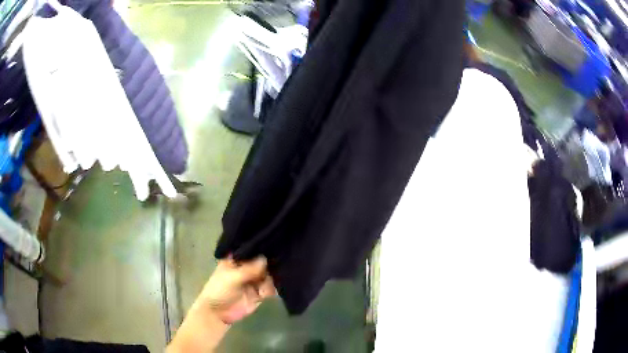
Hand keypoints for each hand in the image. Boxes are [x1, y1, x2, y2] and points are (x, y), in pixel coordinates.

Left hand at [200, 256, 275, 323]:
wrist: (217, 313)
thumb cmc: (219, 290)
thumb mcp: (232, 277)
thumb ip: (249, 269)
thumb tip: (265, 258)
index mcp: (236, 260)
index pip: (250, 251)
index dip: (260, 249)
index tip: (271, 246)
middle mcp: (246, 268)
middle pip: (261, 263)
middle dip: (268, 264)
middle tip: (277, 264)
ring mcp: (253, 281)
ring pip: (267, 275)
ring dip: (271, 277)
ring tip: (272, 280)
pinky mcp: (258, 294)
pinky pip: (269, 289)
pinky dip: (271, 289)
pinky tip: (268, 291)